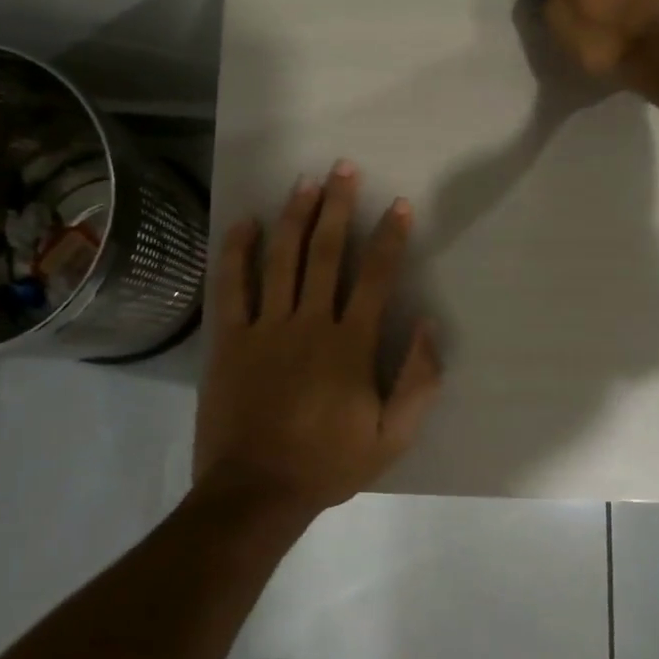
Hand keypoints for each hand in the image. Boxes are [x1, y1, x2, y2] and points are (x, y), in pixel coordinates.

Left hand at [193, 161, 442, 515]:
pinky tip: (245, 222)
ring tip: (305, 182)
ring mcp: (265, 327)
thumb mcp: (393, 437)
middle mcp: (309, 323)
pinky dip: (238, 251)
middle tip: (343, 168)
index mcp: (350, 344)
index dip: (389, 237)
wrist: (257, 490)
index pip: (375, 277)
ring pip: (281, 258)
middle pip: (325, 252)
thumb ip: (419, 381)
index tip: (398, 205)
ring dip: (294, 216)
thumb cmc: (328, 463)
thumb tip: (429, 326)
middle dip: (337, 206)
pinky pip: (232, 286)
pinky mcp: (229, 339)